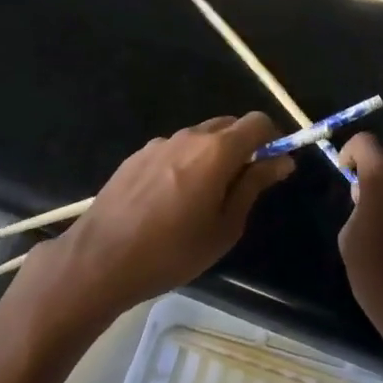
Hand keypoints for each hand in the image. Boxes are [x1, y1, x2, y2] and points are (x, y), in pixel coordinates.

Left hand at [45, 113, 294, 316]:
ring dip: (212, 156)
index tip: (273, 166)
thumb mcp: (225, 227)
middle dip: (243, 147)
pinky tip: (170, 201)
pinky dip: (184, 164)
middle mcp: (189, 136)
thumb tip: (281, 161)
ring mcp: (159, 143)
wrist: (100, 260)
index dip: (272, 139)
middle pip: (228, 125)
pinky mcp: (136, 156)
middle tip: (241, 186)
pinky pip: (173, 150)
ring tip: (202, 199)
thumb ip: (254, 186)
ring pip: (199, 138)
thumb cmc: (172, 252)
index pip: (258, 122)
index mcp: (217, 151)